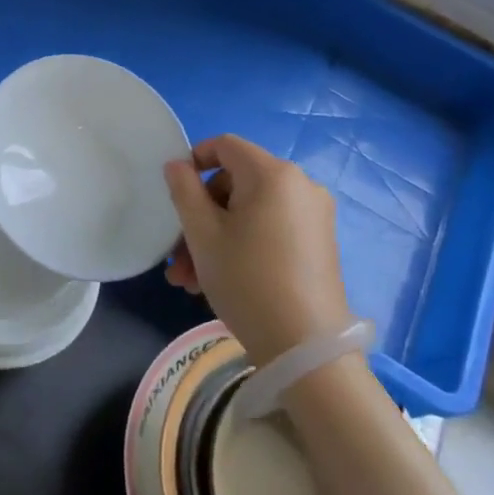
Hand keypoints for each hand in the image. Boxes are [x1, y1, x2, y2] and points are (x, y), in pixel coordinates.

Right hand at [163, 134, 351, 366]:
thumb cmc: (247, 280)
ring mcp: (314, 215)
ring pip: (250, 212)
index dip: (194, 161)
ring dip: (215, 238)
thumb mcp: (203, 234)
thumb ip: (184, 190)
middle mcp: (300, 185)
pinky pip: (271, 228)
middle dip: (200, 216)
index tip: (174, 194)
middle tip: (177, 257)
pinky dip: (243, 244)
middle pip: (235, 184)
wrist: (306, 348)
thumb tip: (177, 165)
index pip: (225, 145)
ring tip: (190, 281)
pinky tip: (218, 281)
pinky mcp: (319, 243)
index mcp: (273, 174)